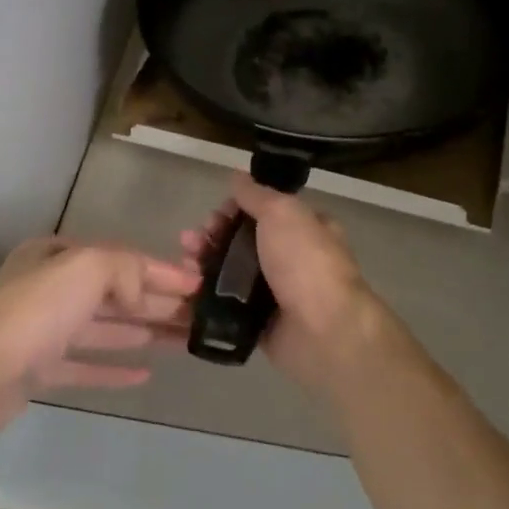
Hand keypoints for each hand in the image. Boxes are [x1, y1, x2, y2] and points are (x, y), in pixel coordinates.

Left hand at [0, 238, 199, 433]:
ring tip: (183, 341)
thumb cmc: (34, 310)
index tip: (199, 285)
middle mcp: (50, 287)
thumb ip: (124, 268)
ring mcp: (42, 330)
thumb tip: (140, 293)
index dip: (162, 271)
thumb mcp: (86, 267)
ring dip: (143, 332)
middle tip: (199, 316)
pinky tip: (144, 374)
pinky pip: (84, 365)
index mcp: (58, 256)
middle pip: (115, 293)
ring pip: (104, 328)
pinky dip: (113, 367)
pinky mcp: (38, 369)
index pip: (122, 259)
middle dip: (157, 302)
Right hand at [181, 174, 398, 394]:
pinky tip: (187, 290)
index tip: (215, 215)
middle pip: (241, 241)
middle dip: (212, 237)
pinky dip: (206, 297)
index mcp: (304, 228)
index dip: (234, 210)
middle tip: (191, 240)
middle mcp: (290, 258)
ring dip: (204, 264)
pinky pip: (227, 305)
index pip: (262, 212)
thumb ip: (256, 194)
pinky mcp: (259, 323)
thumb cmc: (305, 263)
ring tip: (184, 264)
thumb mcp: (282, 213)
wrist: (323, 332)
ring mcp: (275, 293)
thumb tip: (237, 176)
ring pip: (230, 273)